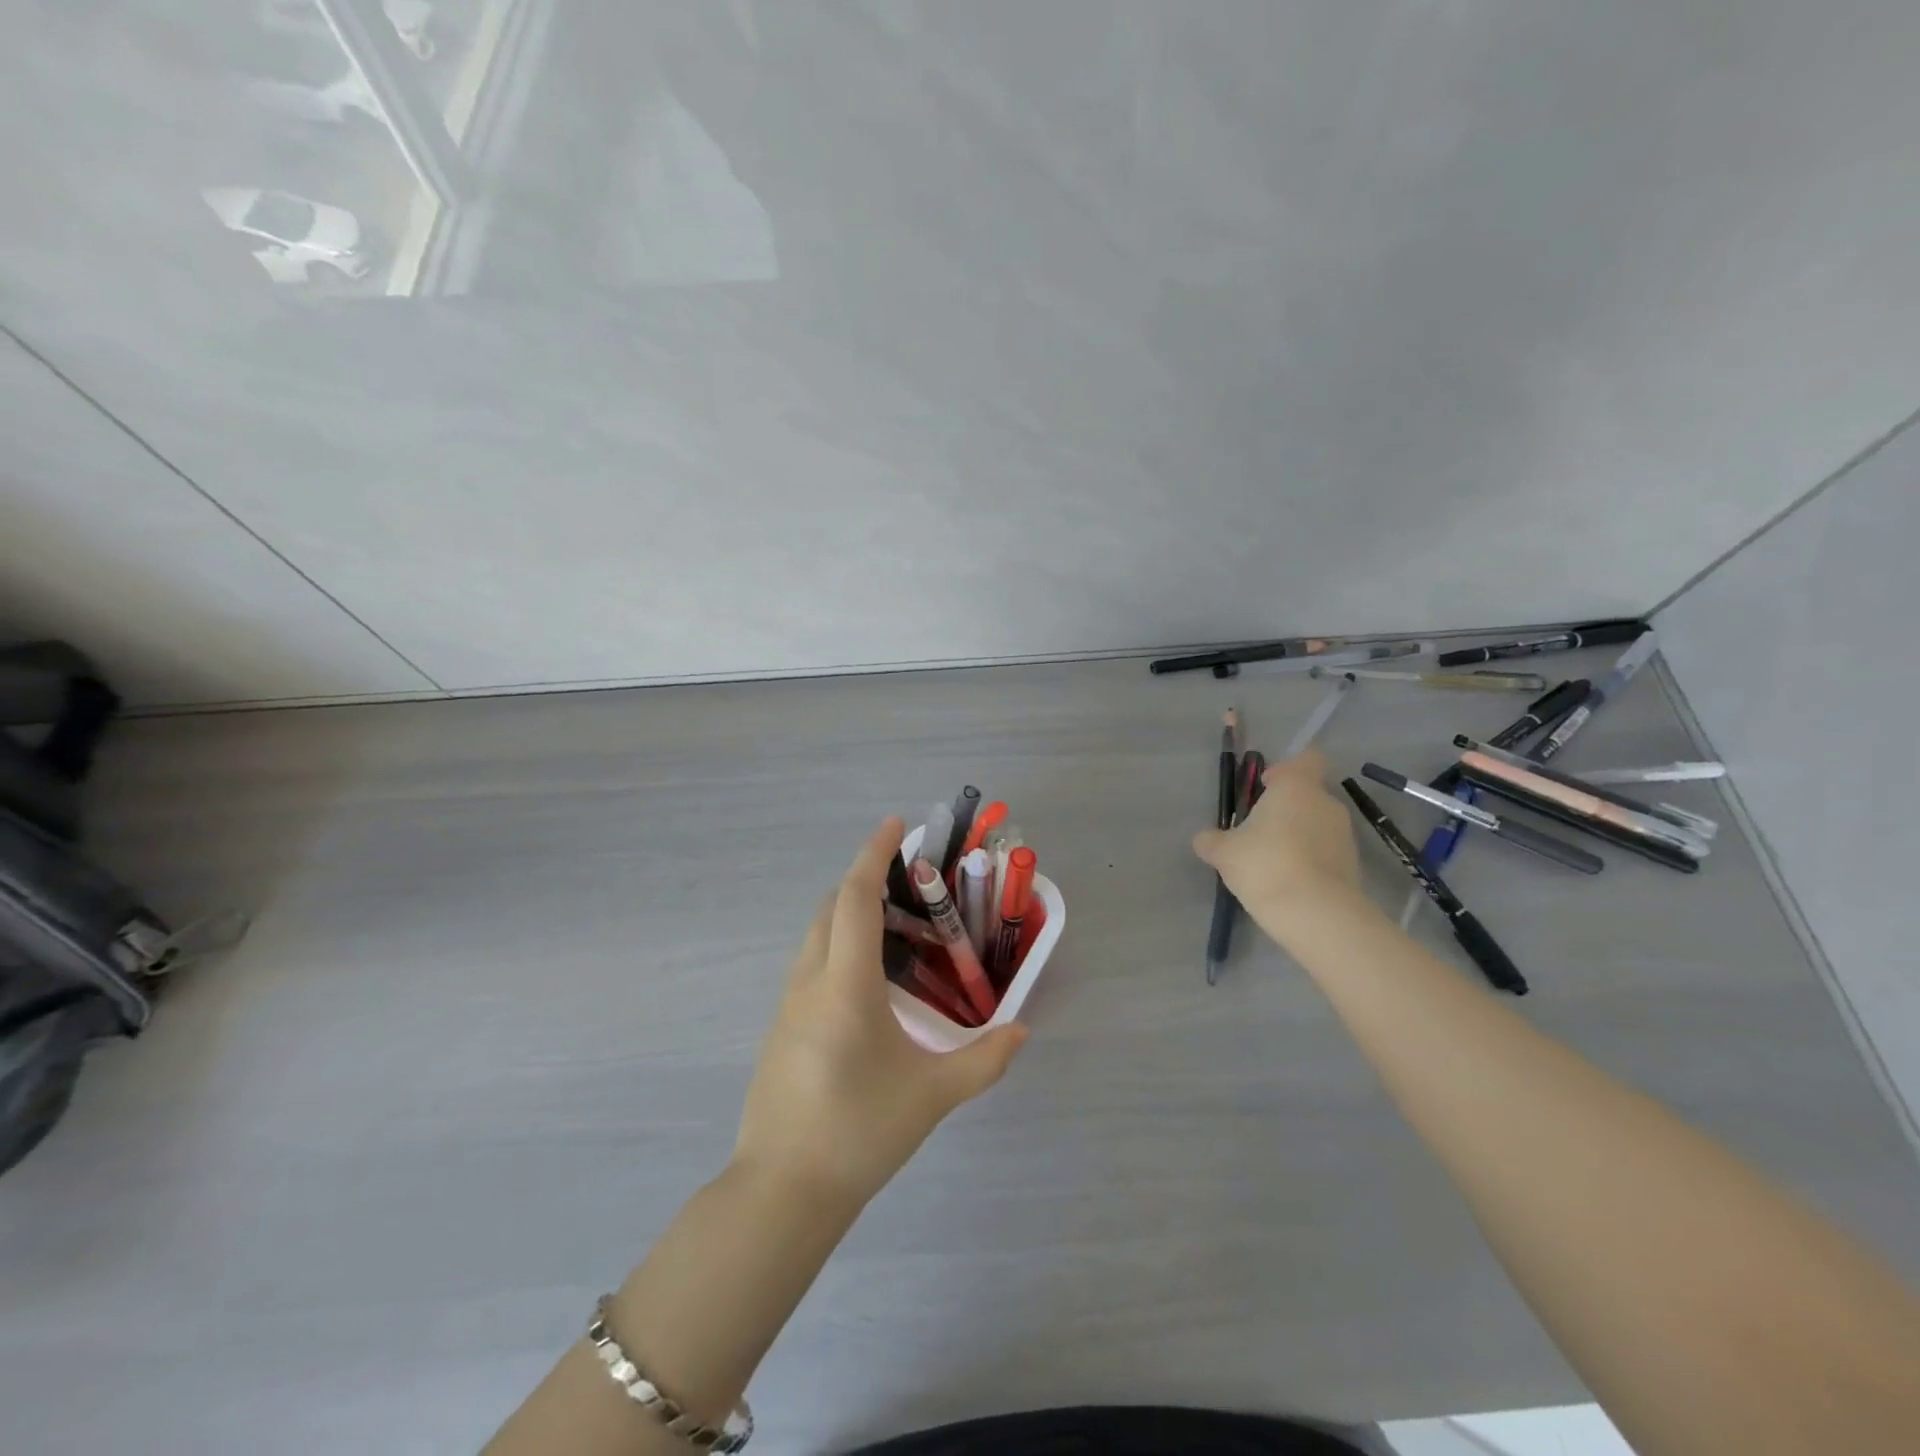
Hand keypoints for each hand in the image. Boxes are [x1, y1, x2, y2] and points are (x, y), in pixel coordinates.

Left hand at [732, 818, 1028, 1211]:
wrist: (781, 1192)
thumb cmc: (859, 1133)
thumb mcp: (931, 1096)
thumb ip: (984, 1061)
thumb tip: (1021, 1031)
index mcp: (845, 984)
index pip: (854, 898)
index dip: (873, 855)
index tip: (895, 825)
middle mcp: (809, 981)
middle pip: (831, 908)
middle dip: (864, 880)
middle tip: (908, 883)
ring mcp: (787, 1005)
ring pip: (816, 935)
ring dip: (849, 914)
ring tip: (894, 928)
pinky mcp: (780, 1028)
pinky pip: (810, 963)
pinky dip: (838, 945)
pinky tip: (867, 980)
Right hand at [1192, 749, 1362, 920]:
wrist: (1316, 914)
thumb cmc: (1265, 865)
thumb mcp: (1223, 852)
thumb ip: (1211, 840)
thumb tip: (1205, 838)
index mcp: (1296, 787)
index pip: (1306, 758)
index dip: (1286, 769)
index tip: (1266, 787)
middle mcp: (1326, 803)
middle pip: (1307, 794)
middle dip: (1285, 809)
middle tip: (1258, 832)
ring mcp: (1344, 834)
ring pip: (1317, 824)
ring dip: (1298, 836)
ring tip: (1272, 863)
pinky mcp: (1353, 864)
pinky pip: (1326, 852)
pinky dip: (1310, 860)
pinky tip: (1289, 882)